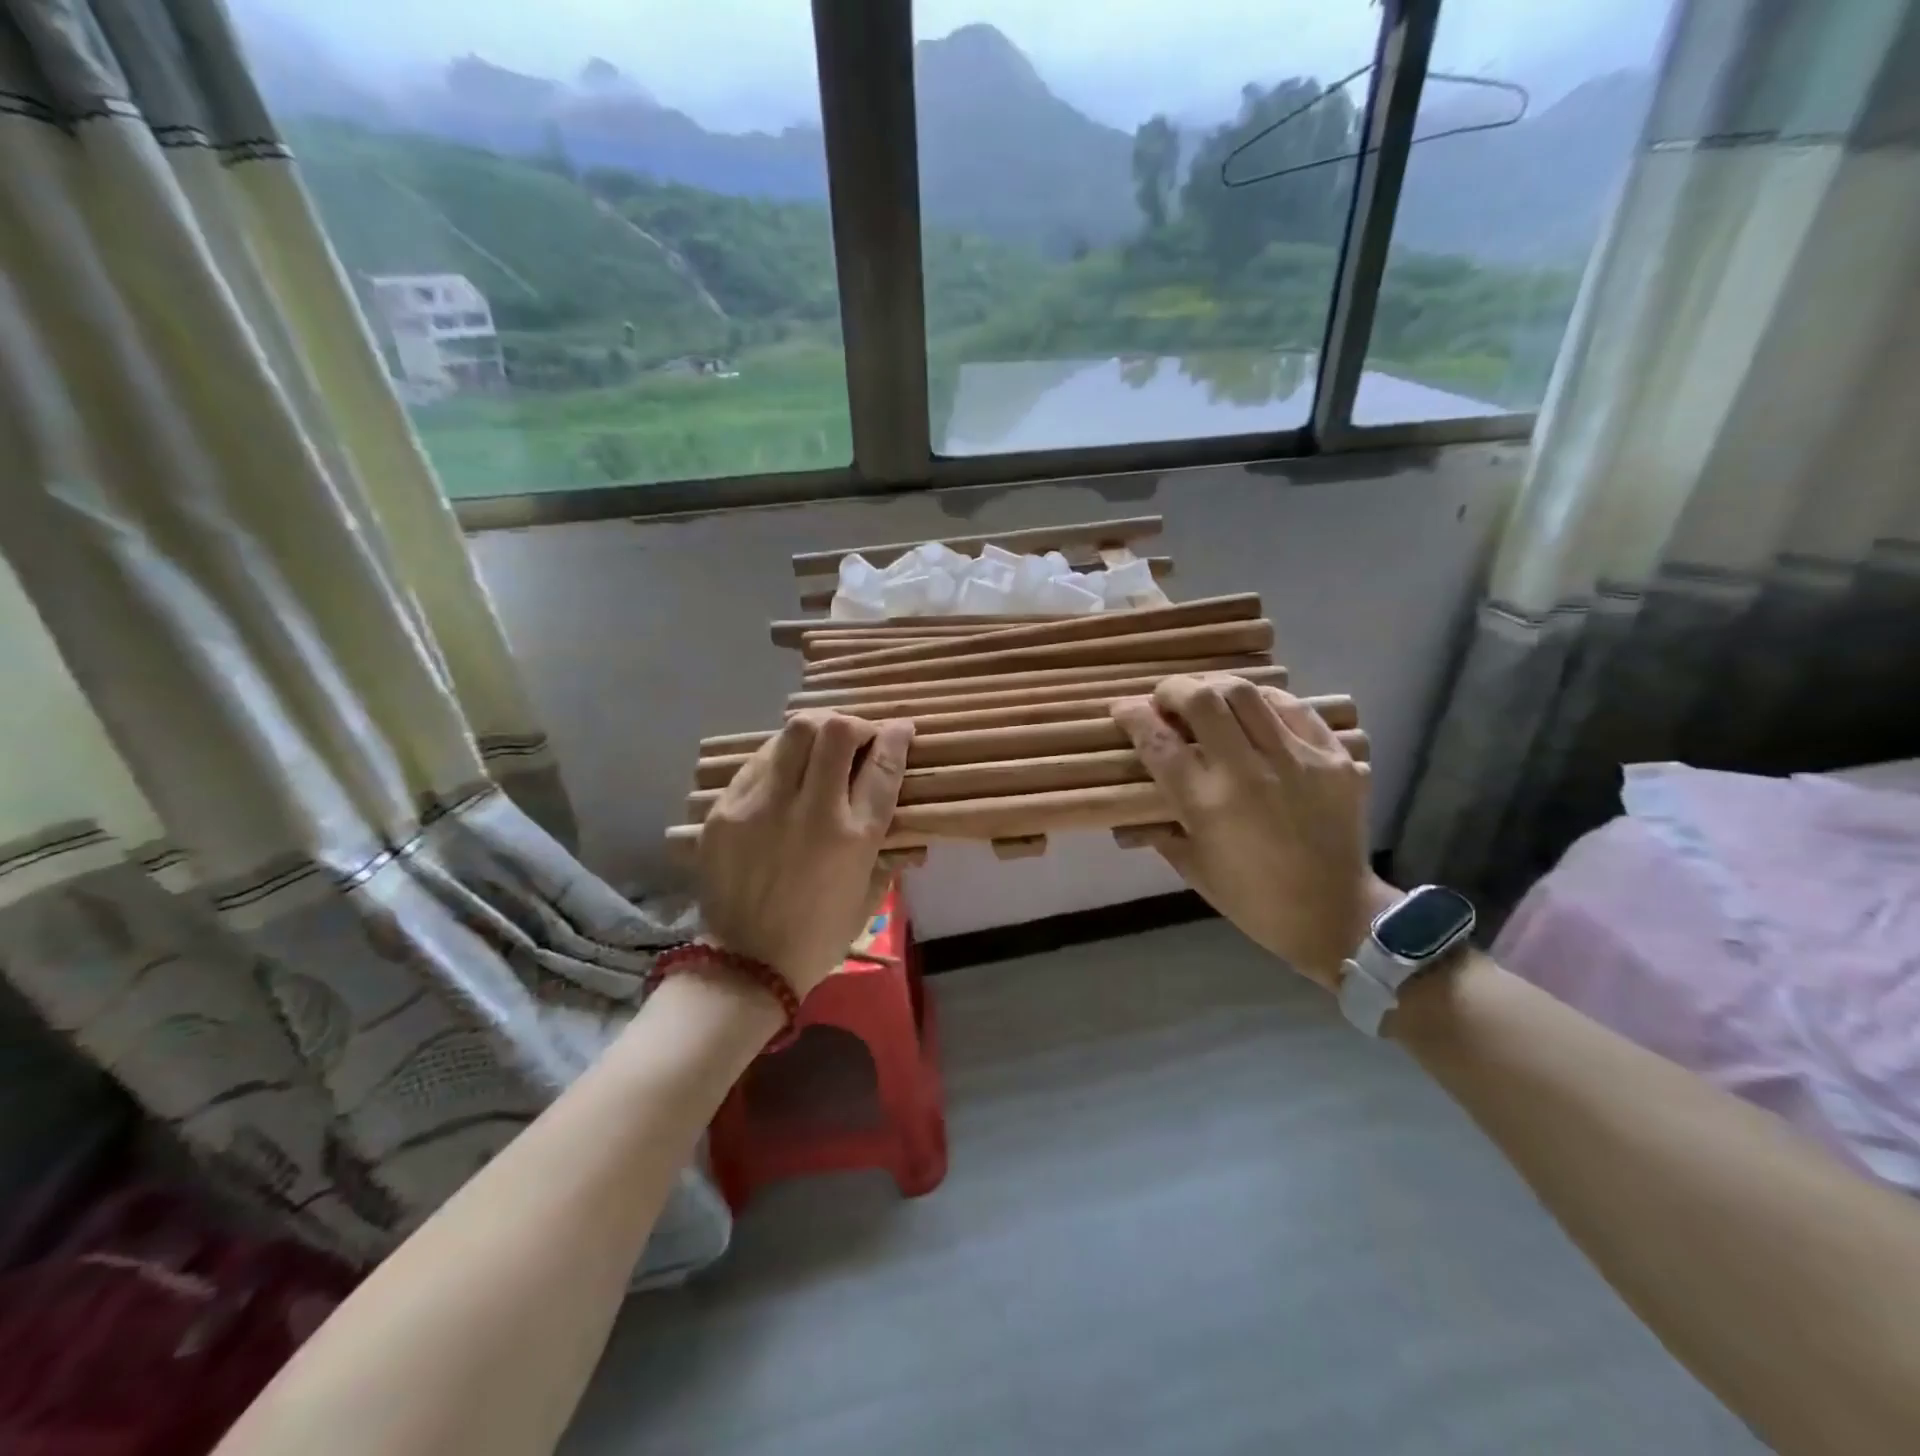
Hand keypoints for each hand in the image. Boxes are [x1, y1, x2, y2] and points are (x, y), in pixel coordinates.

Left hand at [697, 711, 912, 996]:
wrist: (745, 964)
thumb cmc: (818, 936)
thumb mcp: (869, 898)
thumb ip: (890, 856)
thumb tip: (911, 834)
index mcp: (854, 837)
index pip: (883, 766)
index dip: (896, 737)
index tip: (900, 728)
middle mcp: (812, 811)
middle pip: (836, 731)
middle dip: (855, 724)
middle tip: (856, 738)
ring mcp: (764, 806)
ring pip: (794, 732)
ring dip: (816, 731)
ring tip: (819, 748)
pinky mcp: (727, 809)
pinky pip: (760, 761)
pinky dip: (781, 758)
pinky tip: (784, 775)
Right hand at [1112, 677, 1396, 989]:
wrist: (1335, 913)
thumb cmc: (1252, 899)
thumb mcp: (1192, 867)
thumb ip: (1157, 828)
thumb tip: (1128, 806)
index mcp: (1207, 804)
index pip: (1158, 741)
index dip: (1132, 716)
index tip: (1123, 710)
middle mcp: (1248, 772)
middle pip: (1201, 700)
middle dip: (1172, 690)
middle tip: (1165, 700)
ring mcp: (1295, 759)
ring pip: (1245, 693)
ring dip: (1214, 689)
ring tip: (1208, 701)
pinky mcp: (1332, 756)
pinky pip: (1293, 707)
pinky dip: (1264, 702)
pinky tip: (1254, 712)